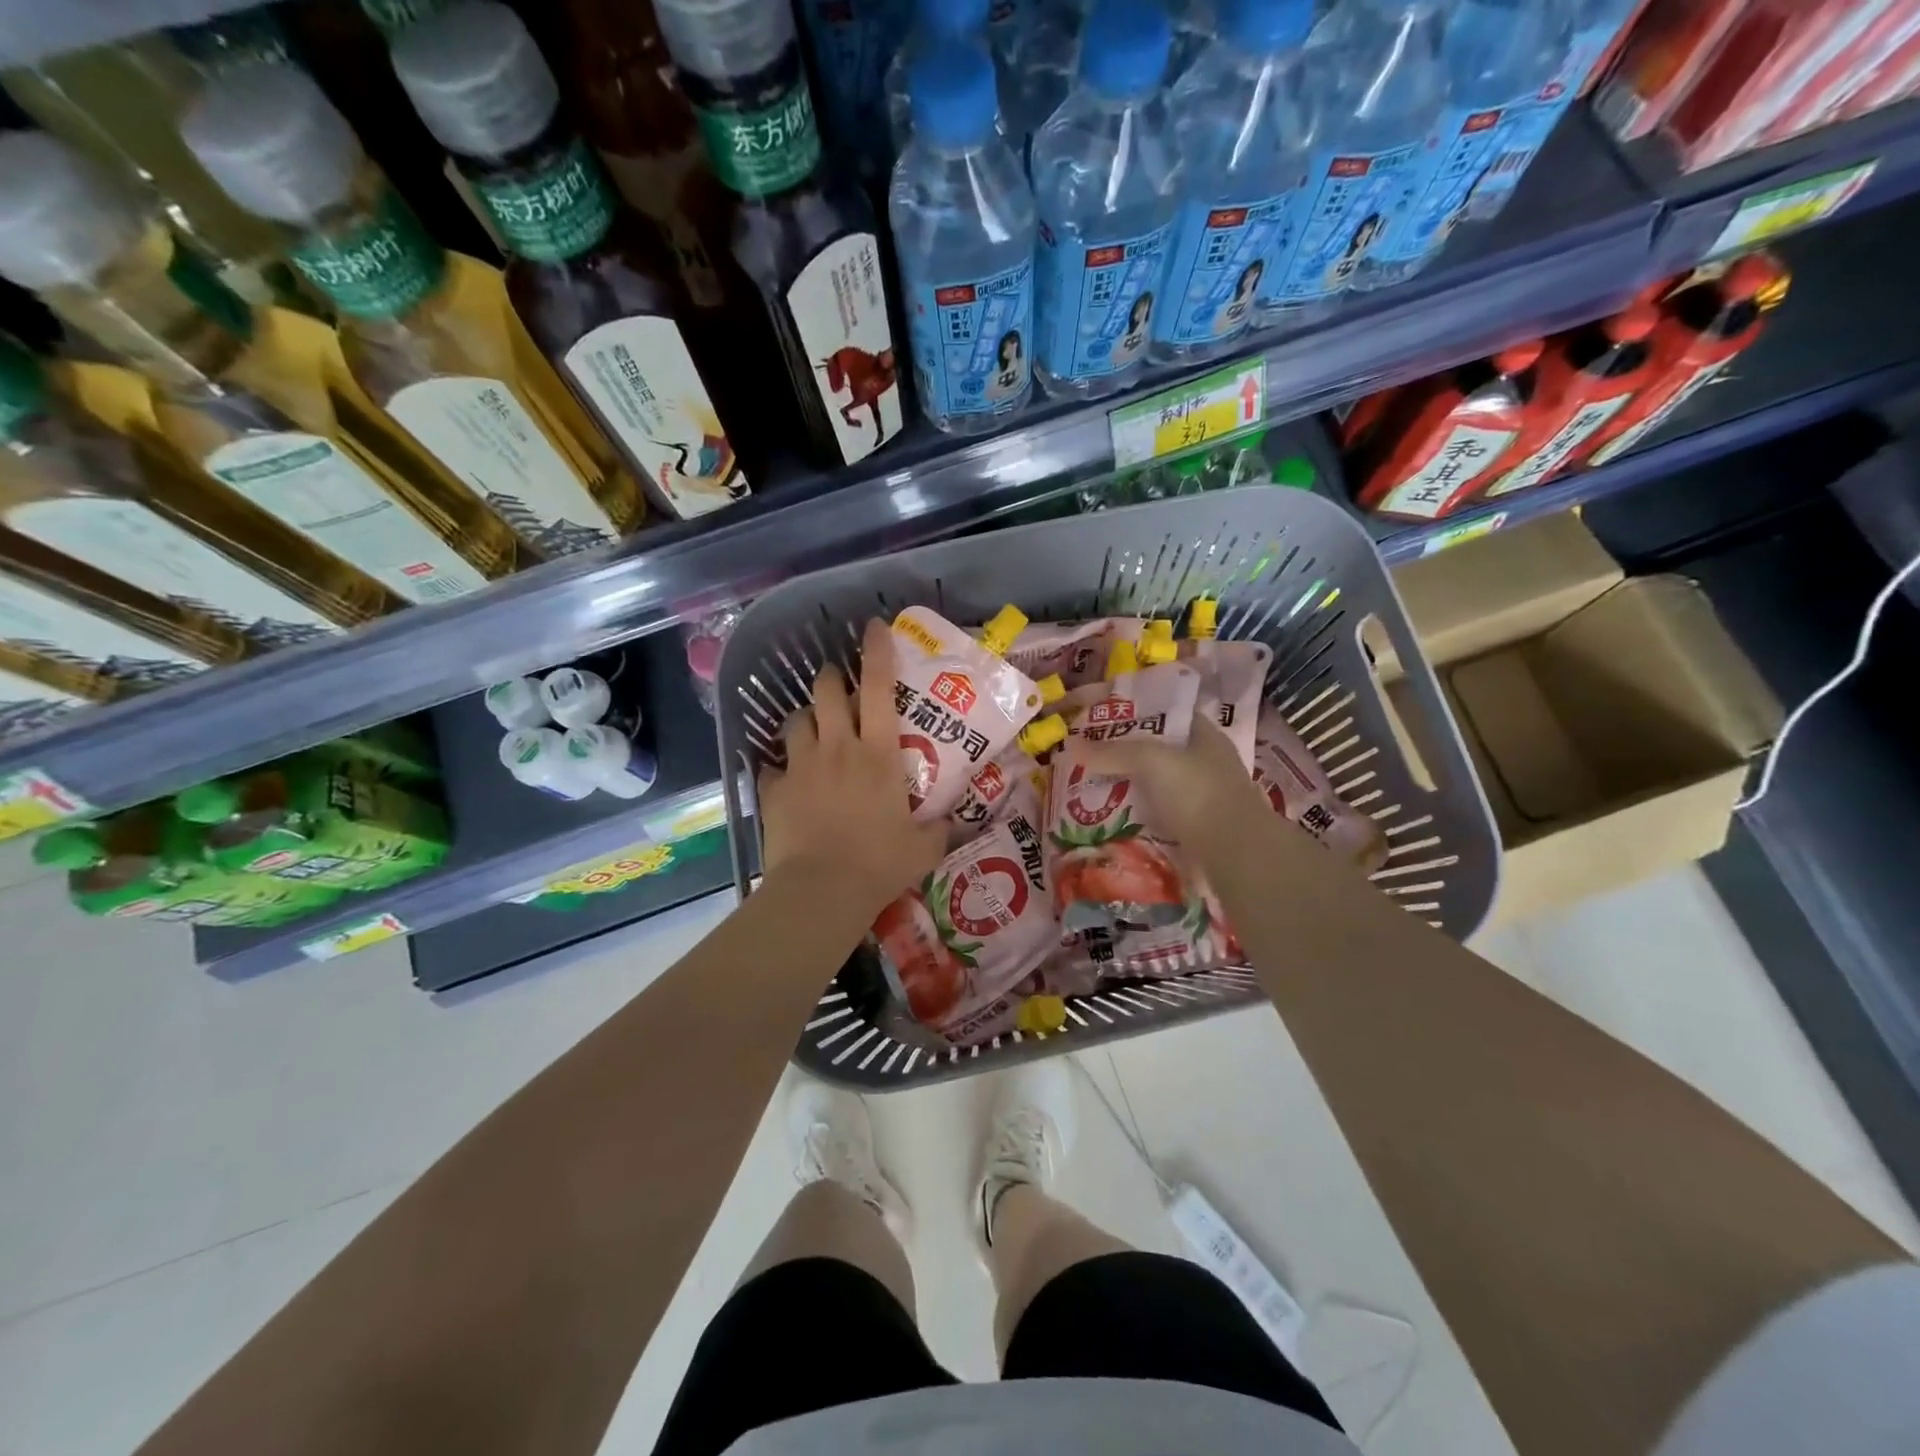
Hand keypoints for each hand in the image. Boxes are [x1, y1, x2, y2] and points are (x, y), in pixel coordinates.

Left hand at [757, 618, 946, 913]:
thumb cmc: (880, 864)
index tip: (874, 626)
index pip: (878, 687)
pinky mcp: (774, 790)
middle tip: (838, 686)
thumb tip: (952, 824)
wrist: (821, 890)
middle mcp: (836, 748)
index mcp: (877, 753)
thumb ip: (938, 829)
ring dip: (806, 718)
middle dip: (830, 678)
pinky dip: (782, 768)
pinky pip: (773, 766)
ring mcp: (801, 767)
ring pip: (796, 720)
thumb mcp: (923, 848)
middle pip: (825, 691)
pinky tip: (789, 781)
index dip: (877, 651)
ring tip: (813, 730)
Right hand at [1080, 715, 1271, 851]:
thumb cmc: (1197, 793)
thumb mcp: (1151, 761)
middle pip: (1158, 750)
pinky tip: (1111, 817)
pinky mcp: (1195, 829)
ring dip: (1128, 785)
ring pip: (1156, 784)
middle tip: (1088, 754)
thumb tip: (1072, 745)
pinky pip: (1158, 814)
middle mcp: (1206, 762)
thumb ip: (1113, 751)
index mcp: (1204, 735)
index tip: (1101, 717)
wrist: (1235, 854)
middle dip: (1124, 752)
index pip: (1166, 713)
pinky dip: (1136, 814)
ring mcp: (1203, 797)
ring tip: (1092, 786)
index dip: (1135, 711)